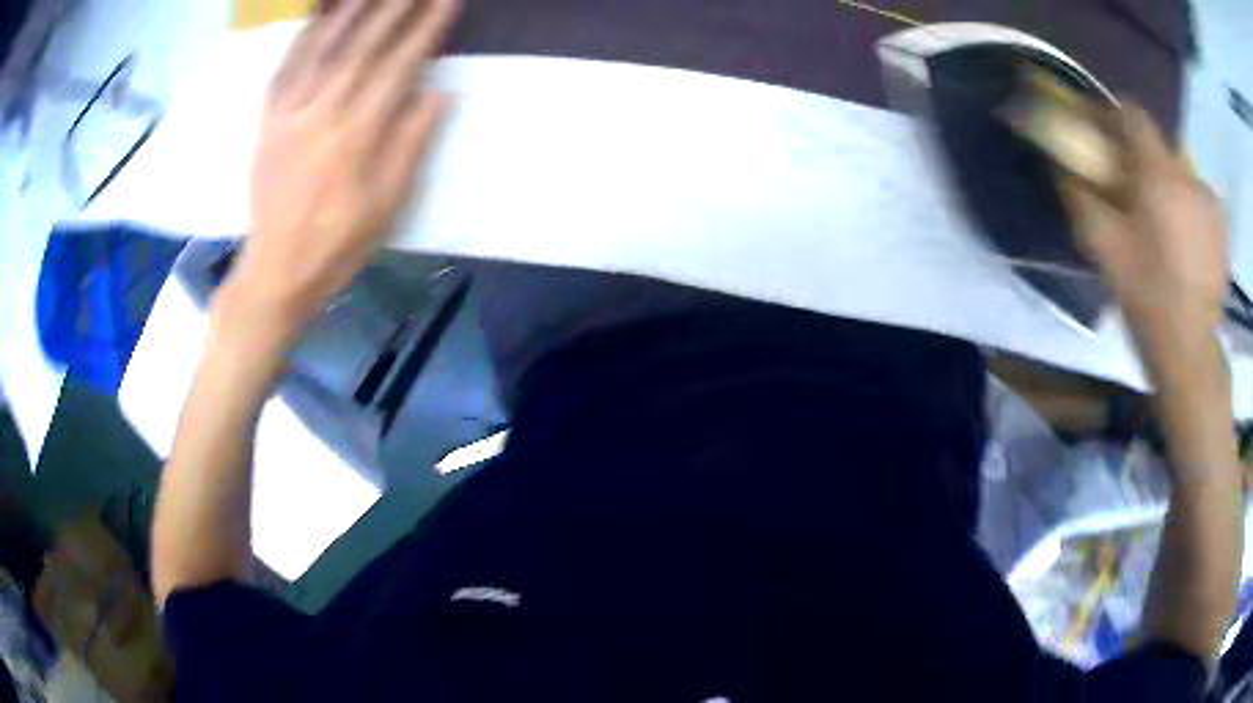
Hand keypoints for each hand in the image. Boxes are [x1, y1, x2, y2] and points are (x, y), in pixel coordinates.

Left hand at [224, 0, 459, 341]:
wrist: (275, 273)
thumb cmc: (336, 245)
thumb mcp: (385, 206)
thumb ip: (410, 144)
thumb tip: (440, 93)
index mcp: (355, 136)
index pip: (397, 67)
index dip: (424, 30)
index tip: (445, 2)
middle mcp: (320, 114)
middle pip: (360, 47)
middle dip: (392, 8)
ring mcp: (288, 115)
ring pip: (320, 49)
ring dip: (349, 11)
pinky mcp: (266, 123)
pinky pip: (283, 70)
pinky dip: (302, 38)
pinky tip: (318, 18)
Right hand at [1061, 105, 1228, 364]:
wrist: (1190, 352)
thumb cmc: (1146, 297)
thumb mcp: (1103, 246)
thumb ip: (1079, 195)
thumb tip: (1060, 164)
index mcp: (1158, 174)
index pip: (1131, 113)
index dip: (1111, 116)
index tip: (1100, 134)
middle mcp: (1187, 175)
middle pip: (1157, 142)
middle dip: (1139, 155)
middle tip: (1130, 186)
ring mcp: (1209, 201)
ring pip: (1179, 170)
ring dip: (1165, 181)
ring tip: (1159, 218)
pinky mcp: (1221, 227)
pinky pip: (1197, 197)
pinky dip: (1185, 205)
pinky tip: (1182, 237)